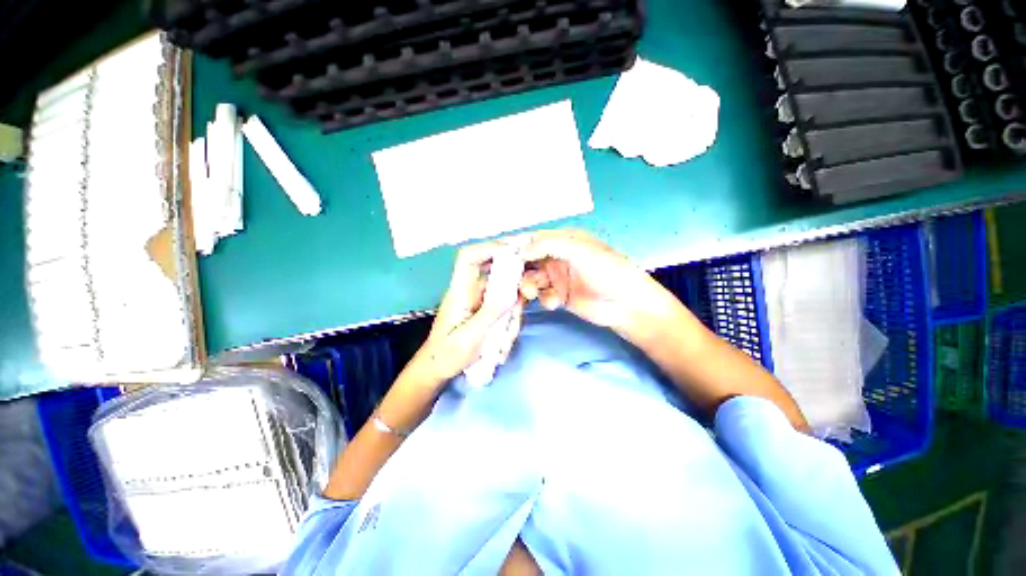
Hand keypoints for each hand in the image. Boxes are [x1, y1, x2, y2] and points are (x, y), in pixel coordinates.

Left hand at [414, 241, 524, 383]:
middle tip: (528, 299)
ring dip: (512, 317)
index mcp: (460, 291)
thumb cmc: (447, 354)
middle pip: (497, 273)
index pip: (469, 258)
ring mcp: (480, 302)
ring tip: (503, 344)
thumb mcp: (470, 336)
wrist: (437, 370)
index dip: (490, 248)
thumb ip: (491, 312)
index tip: (515, 252)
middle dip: (514, 288)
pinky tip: (502, 346)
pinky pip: (505, 309)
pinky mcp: (486, 312)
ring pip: (506, 295)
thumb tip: (513, 290)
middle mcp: (471, 291)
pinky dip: (509, 325)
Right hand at [518, 230, 679, 339]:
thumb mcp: (580, 251)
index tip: (495, 253)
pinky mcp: (560, 295)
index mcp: (564, 240)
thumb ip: (548, 245)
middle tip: (505, 278)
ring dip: (528, 285)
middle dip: (516, 269)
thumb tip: (520, 249)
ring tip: (532, 293)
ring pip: (532, 279)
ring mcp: (558, 277)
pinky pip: (542, 295)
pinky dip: (544, 298)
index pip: (533, 239)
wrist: (627, 306)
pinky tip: (554, 302)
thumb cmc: (607, 271)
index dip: (515, 245)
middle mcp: (558, 256)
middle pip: (528, 260)